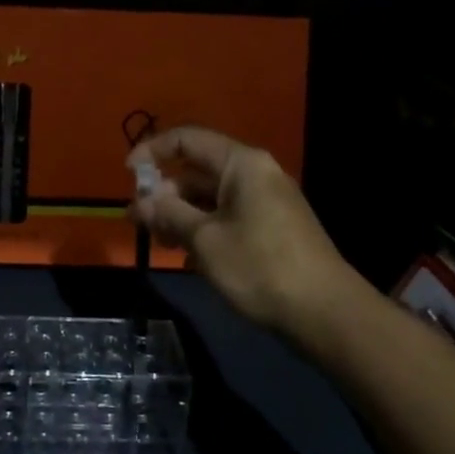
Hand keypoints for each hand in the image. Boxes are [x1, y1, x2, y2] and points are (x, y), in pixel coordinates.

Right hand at [128, 126, 359, 336]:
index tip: (128, 176)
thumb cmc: (260, 266)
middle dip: (165, 193)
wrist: (326, 314)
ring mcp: (267, 202)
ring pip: (211, 198)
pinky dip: (205, 230)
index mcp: (242, 164)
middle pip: (198, 170)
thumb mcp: (204, 239)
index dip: (153, 151)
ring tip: (161, 244)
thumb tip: (138, 202)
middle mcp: (256, 174)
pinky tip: (190, 260)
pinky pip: (228, 217)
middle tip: (139, 222)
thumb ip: (167, 214)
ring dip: (182, 216)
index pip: (187, 139)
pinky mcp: (273, 228)